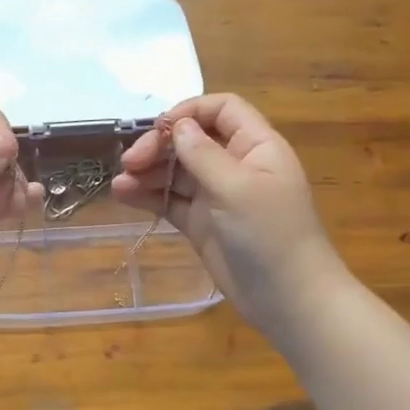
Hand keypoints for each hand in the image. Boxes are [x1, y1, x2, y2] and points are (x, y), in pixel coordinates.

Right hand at [112, 93, 344, 336]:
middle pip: (191, 139)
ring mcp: (216, 196)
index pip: (222, 110)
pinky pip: (170, 201)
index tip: (158, 128)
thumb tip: (176, 125)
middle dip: (159, 146)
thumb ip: (203, 154)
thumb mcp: (237, 188)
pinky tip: (123, 195)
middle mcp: (235, 165)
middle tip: (130, 162)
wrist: (288, 299)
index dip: (189, 111)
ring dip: (147, 172)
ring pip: (176, 171)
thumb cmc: (270, 235)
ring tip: (120, 183)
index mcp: (256, 147)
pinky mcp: (200, 224)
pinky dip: (147, 196)